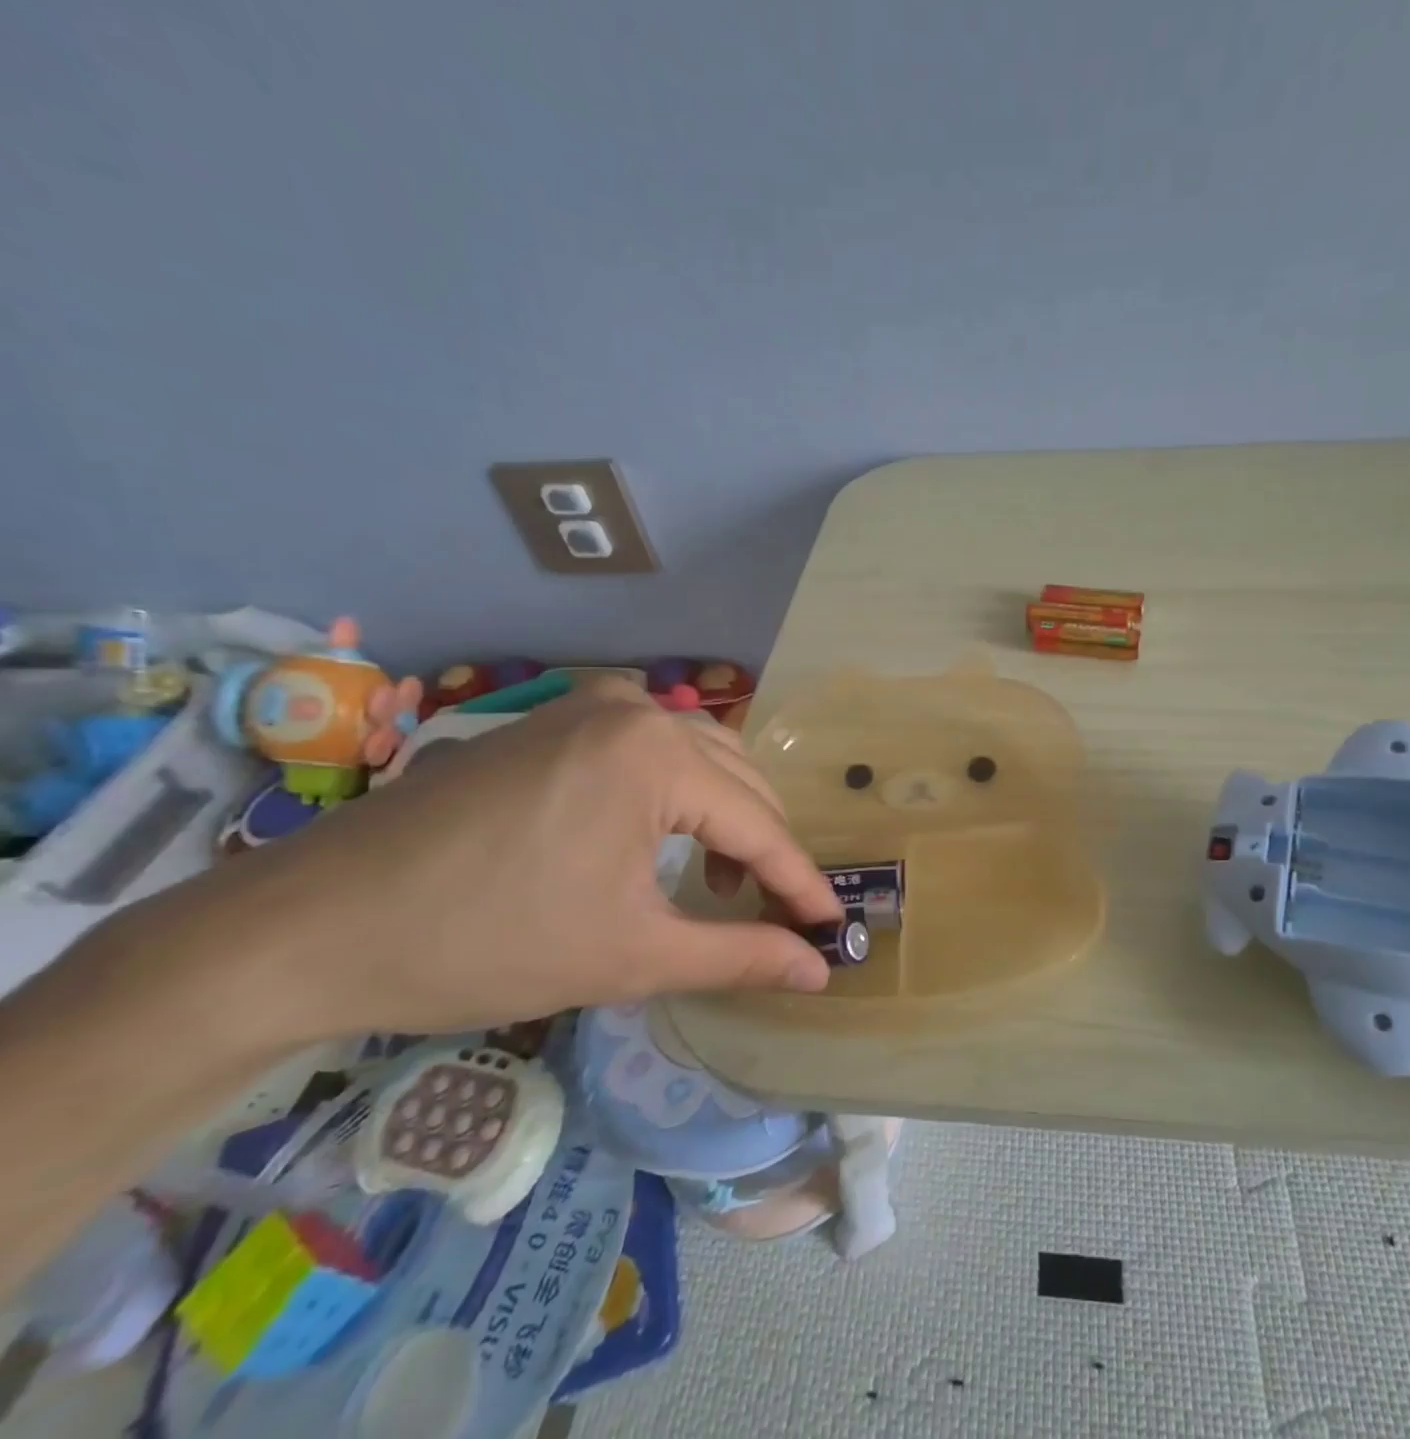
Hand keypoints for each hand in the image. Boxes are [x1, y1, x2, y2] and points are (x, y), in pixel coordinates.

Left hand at [124, 679, 842, 1042]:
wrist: (310, 927)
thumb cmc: (485, 942)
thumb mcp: (630, 956)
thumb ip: (739, 955)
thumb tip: (820, 970)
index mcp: (656, 755)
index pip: (760, 825)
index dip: (800, 882)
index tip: (833, 925)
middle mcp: (635, 710)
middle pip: (739, 782)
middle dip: (766, 848)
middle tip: (777, 913)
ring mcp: (588, 706)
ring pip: (700, 758)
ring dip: (727, 816)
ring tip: (723, 879)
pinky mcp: (553, 720)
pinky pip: (650, 747)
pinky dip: (679, 792)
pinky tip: (665, 838)